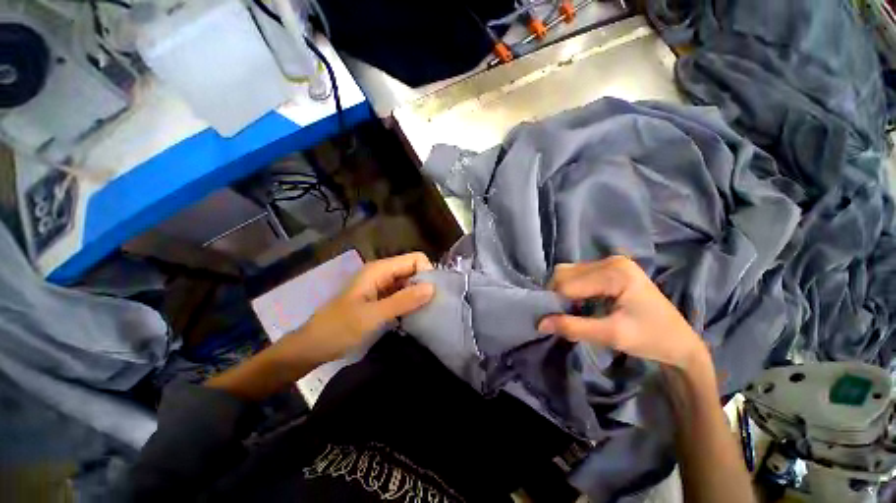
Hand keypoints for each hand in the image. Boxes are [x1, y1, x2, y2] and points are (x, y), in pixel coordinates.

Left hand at [207, 253, 433, 399]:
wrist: (312, 346)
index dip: (427, 273)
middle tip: (431, 307)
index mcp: (379, 269)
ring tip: (426, 313)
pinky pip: (401, 294)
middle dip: (425, 285)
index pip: (415, 259)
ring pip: (409, 282)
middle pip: (413, 269)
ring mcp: (381, 285)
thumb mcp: (373, 316)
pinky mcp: (380, 297)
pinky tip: (413, 316)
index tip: (432, 295)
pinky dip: (410, 302)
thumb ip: (403, 301)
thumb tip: (433, 288)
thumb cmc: (339, 329)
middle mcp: (382, 272)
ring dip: (418, 295)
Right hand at [537, 256, 707, 369]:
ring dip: (563, 292)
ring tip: (573, 312)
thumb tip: (539, 323)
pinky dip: (572, 290)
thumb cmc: (651, 339)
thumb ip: (573, 327)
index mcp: (615, 272)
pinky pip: (578, 275)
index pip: (567, 283)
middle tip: (564, 317)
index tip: (555, 323)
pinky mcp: (610, 269)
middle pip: (565, 273)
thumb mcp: (611, 336)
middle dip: (558, 295)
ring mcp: (611, 262)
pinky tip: (581, 304)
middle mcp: (610, 260)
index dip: (556, 303)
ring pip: (568, 273)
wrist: (681, 343)